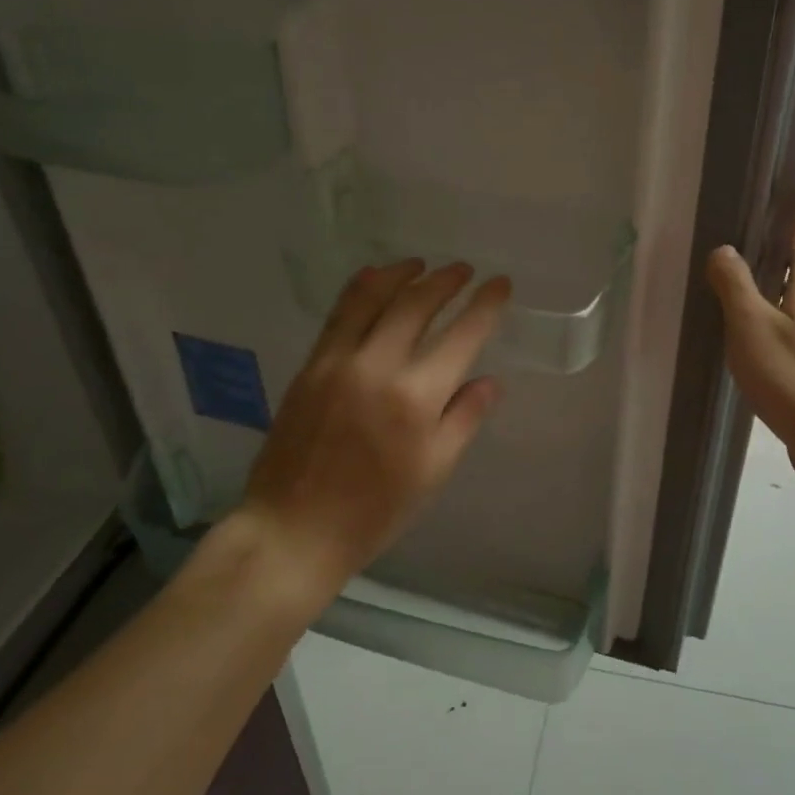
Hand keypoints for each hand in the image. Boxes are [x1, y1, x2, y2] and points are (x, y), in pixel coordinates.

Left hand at [230, 259, 509, 594]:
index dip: (486, 305)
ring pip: (372, 297)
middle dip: (446, 281)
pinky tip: (374, 278)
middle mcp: (377, 367)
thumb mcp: (433, 472)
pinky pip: (338, 314)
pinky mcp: (310, 366)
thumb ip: (464, 418)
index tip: (501, 284)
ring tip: (421, 264)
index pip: (462, 335)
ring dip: (402, 273)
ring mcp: (338, 362)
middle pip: (417, 304)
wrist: (294, 530)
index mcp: (416, 399)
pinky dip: (360, 288)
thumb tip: (491, 380)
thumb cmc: (375, 511)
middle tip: (464, 270)